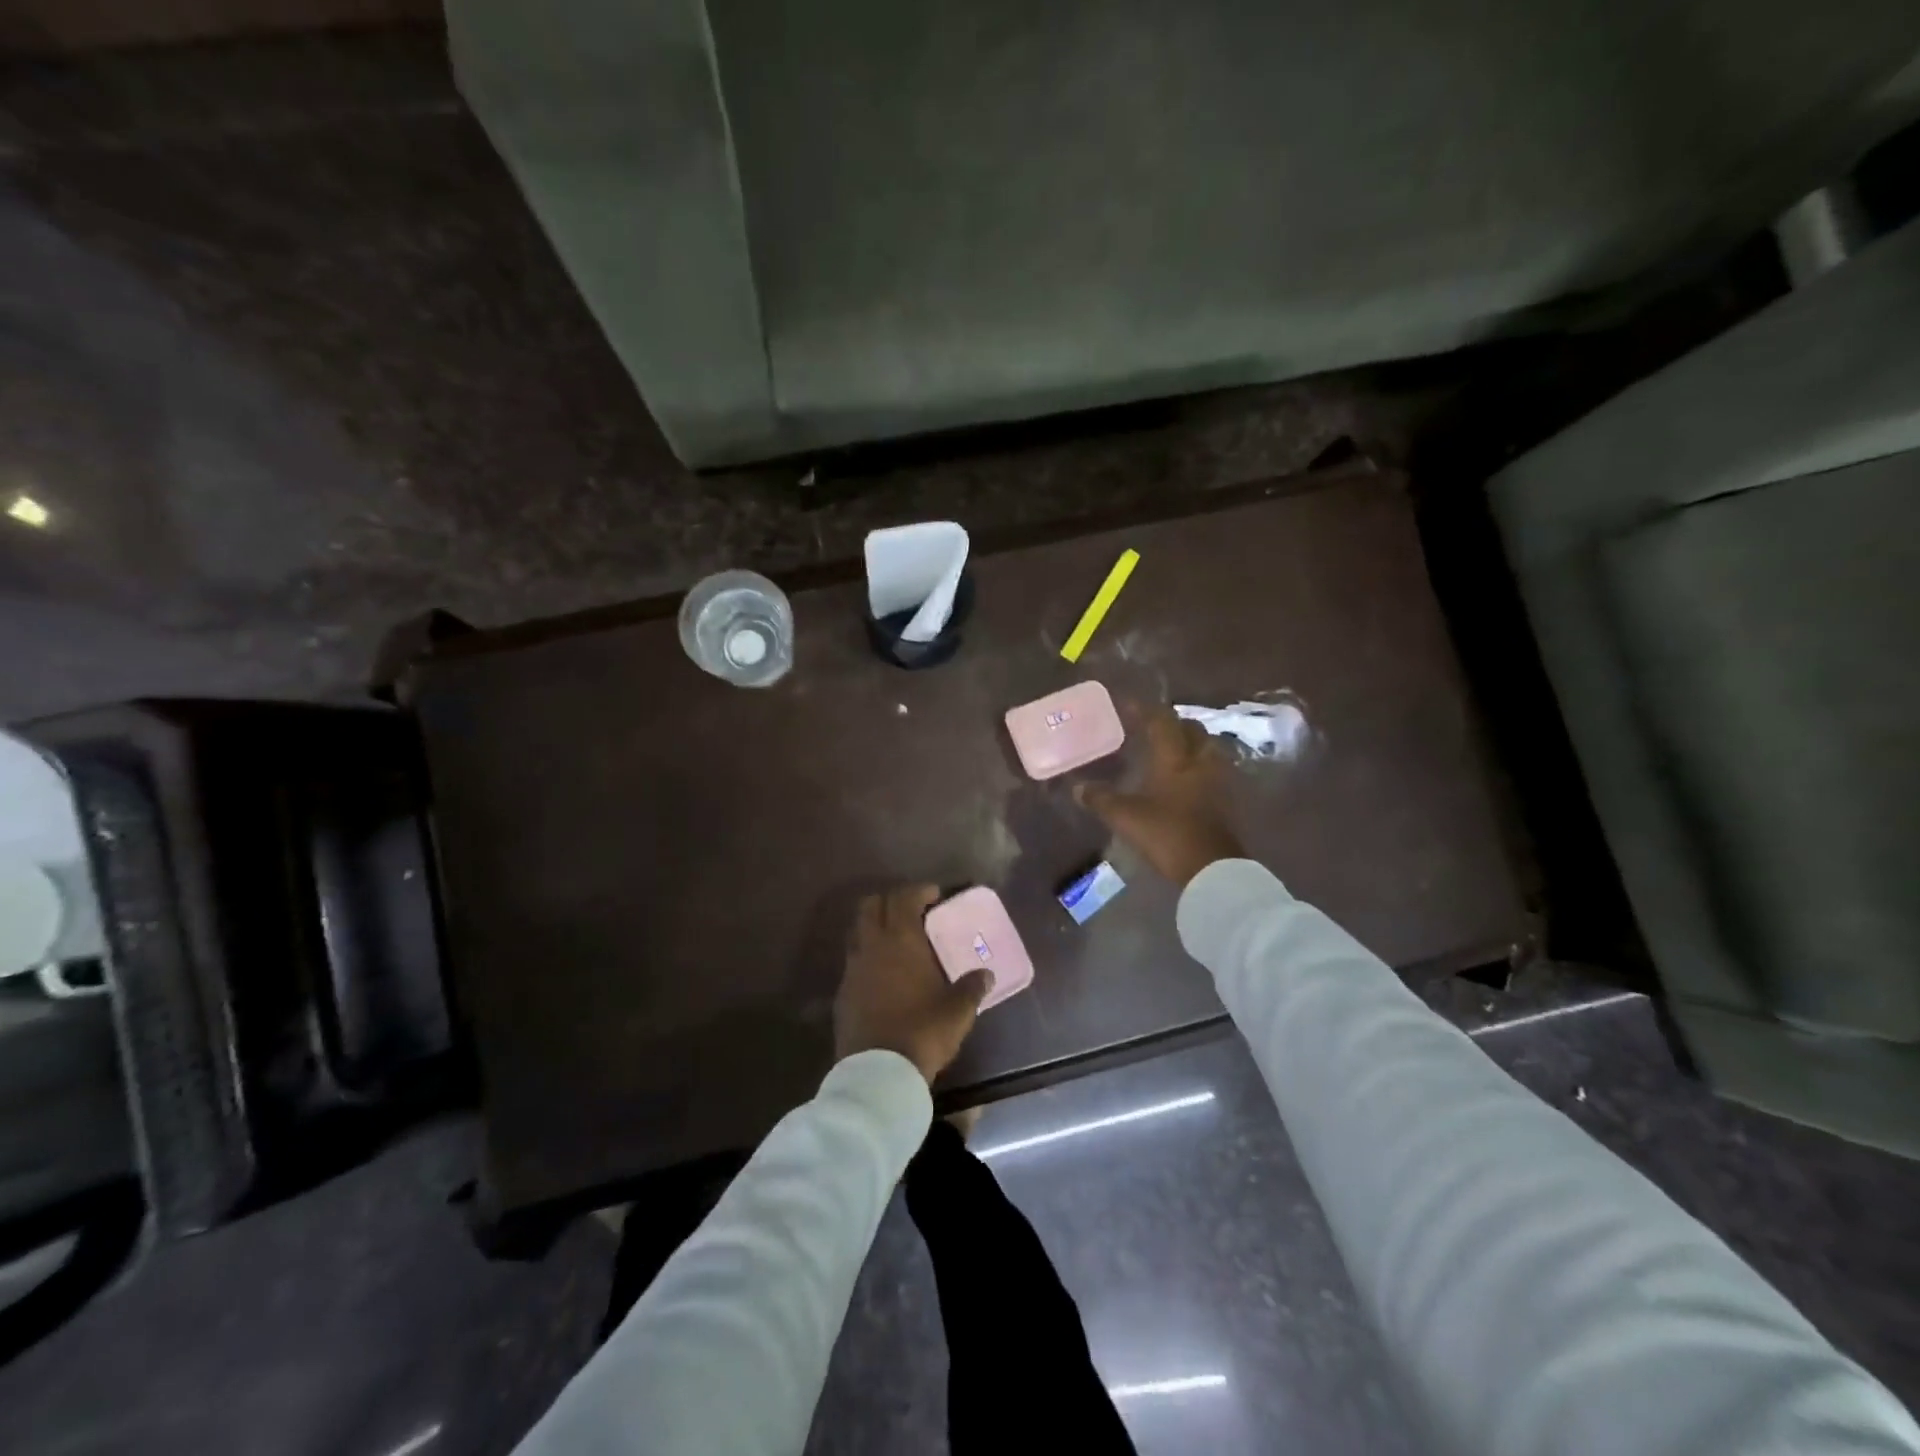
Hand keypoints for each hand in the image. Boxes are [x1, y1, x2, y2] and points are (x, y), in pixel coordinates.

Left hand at [835, 885, 991, 1082]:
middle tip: (911, 911)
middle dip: (890, 901)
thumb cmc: (923, 1031)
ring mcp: (852, 969)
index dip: (919, 891)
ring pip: (858, 932)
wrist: (878, 1072)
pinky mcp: (842, 993)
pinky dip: (867, 957)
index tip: (934, 895)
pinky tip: (883, 975)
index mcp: (901, 940)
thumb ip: (972, 987)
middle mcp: (872, 946)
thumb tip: (985, 974)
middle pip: (871, 906)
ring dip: (875, 927)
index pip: (904, 898)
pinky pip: (853, 961)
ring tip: (896, 941)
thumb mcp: (958, 1010)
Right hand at [1075, 706, 1243, 886]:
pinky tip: (1185, 779)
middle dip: (1173, 724)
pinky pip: (1213, 770)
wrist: (1212, 868)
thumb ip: (1101, 799)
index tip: (1127, 704)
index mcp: (1175, 758)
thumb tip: (1077, 788)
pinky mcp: (1226, 800)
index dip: (1144, 710)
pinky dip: (1199, 766)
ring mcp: (1218, 780)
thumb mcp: (1126, 817)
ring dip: (1191, 743)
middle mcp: (1199, 761)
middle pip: (1192, 729)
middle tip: (1153, 728)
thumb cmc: (1167, 834)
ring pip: (1207, 748)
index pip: (1161, 722)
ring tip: (1172, 751)